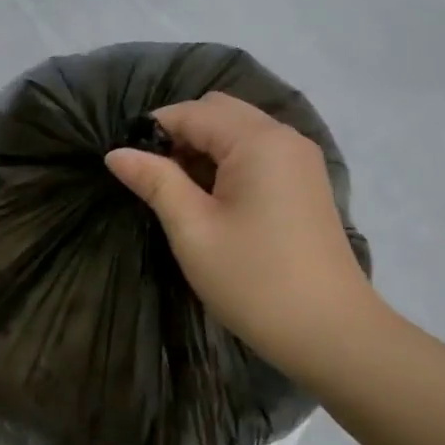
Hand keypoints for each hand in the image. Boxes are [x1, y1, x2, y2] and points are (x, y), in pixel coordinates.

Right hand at [105, 92, 387, 385]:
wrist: (329, 332)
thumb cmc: (253, 280)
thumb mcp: (193, 230)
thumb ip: (155, 182)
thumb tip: (116, 153)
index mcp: (258, 141)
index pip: (193, 112)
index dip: (152, 130)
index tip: (125, 164)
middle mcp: (284, 137)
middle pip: (220, 112)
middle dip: (180, 135)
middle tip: (153, 180)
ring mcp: (301, 160)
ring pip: (239, 132)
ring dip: (204, 150)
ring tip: (179, 194)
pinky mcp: (306, 184)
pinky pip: (258, 154)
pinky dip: (228, 164)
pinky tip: (213, 202)